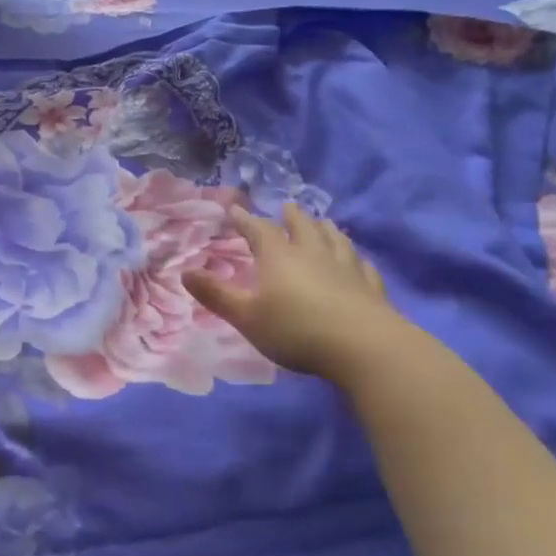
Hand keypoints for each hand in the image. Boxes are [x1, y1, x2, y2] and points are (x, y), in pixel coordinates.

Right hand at [183, 203, 412, 382]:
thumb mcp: (246, 317)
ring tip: (322, 224)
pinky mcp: (370, 285)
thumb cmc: (295, 330)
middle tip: (286, 208)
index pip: (258, 229)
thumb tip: (185, 272)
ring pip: (335, 238)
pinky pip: (361, 264)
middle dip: (291, 216)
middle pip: (302, 225)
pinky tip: (356, 261)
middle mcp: (312, 252)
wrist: (362, 346)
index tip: (234, 210)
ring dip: (324, 228)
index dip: (244, 219)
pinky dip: (355, 258)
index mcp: (278, 256)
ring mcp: (346, 266)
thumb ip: (216, 295)